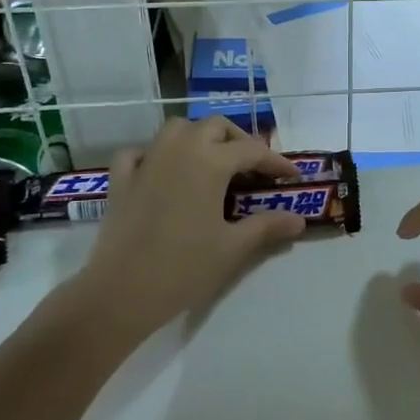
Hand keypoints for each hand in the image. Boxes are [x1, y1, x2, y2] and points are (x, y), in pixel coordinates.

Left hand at [78, 118, 306, 338]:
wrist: (121, 292)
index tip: (293, 177)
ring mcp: (147, 161)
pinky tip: (163, 172)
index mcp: (210, 162)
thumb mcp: (234, 248)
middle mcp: (179, 150)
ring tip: (213, 162)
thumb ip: (267, 227)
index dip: (277, 162)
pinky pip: (140, 152)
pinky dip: (156, 154)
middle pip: (215, 127)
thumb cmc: (184, 267)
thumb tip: (298, 220)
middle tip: (254, 168)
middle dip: (239, 141)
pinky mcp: (121, 180)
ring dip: (200, 137)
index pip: (253, 151)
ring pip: (177, 129)